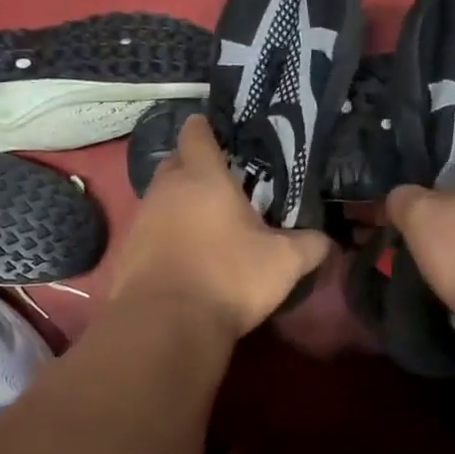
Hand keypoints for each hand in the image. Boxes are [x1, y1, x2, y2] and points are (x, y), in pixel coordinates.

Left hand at [110, 116, 331, 340]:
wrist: (166, 324)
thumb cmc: (228, 278)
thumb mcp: (283, 263)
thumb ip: (310, 245)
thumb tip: (326, 241)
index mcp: (202, 176)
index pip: (196, 132)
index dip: (207, 129)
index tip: (222, 136)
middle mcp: (165, 189)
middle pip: (174, 162)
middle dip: (193, 167)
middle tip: (222, 186)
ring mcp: (140, 219)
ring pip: (160, 199)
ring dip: (179, 206)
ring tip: (206, 226)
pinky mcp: (127, 252)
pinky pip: (149, 232)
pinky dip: (165, 237)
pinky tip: (184, 259)